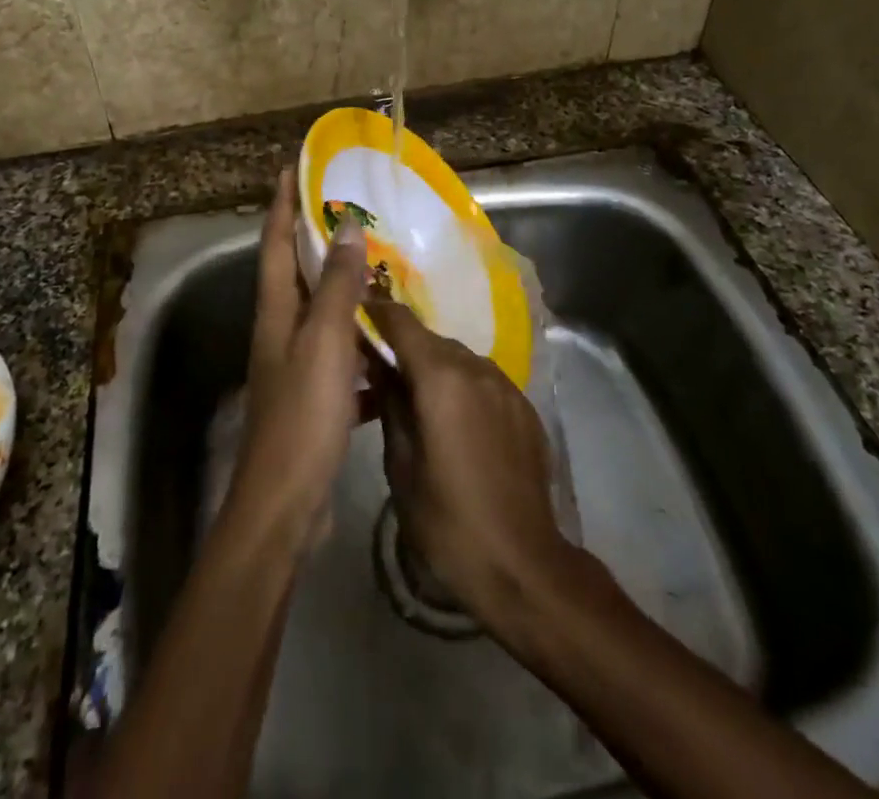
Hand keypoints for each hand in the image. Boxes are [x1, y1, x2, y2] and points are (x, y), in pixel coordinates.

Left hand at [224, 169, 369, 549]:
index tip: (295, 167)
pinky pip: (343, 354)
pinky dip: (364, 340)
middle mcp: (281, 330)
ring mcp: (297, 364)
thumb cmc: (302, 414)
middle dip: (318, 237)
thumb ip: (337, 284)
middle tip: (353, 210)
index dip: (284, 202)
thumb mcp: (324, 341)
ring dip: (346, 287)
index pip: (277, 241)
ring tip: (381, 266)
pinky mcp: (316, 396)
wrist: (286, 504)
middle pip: (297, 271)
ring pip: (323, 312)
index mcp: (276, 310)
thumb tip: (345, 225)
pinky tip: (392, 341)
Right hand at [365, 299, 572, 630]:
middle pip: (430, 340)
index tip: (354, 318)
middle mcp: (476, 368)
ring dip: (434, 369)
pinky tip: (456, 424)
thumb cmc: (448, 521)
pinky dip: (463, 388)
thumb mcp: (401, 466)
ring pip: (458, 359)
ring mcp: (506, 385)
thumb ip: (389, 405)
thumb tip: (378, 367)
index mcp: (441, 378)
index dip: (375, 313)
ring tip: (418, 404)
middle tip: (380, 376)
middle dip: (403, 350)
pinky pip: (483, 381)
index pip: (401, 321)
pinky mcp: (524, 406)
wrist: (523, 565)